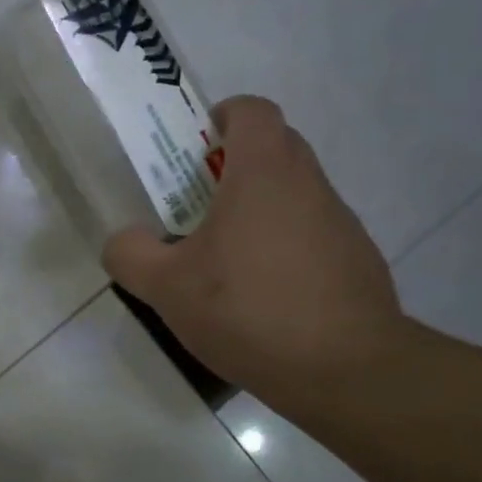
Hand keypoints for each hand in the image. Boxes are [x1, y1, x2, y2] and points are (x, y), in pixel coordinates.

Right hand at [102, 96, 405, 407]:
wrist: (346, 371)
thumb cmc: (248, 310)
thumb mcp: (165, 287)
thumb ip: (130, 254)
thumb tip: (124, 241)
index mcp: (264, 172)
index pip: (251, 109)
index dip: (221, 117)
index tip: (195, 152)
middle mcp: (309, 184)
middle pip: (274, 147)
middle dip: (233, 165)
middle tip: (197, 206)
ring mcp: (341, 221)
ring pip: (294, 193)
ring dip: (260, 209)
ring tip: (227, 262)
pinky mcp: (357, 259)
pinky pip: (313, 233)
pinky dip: (286, 247)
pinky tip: (264, 297)